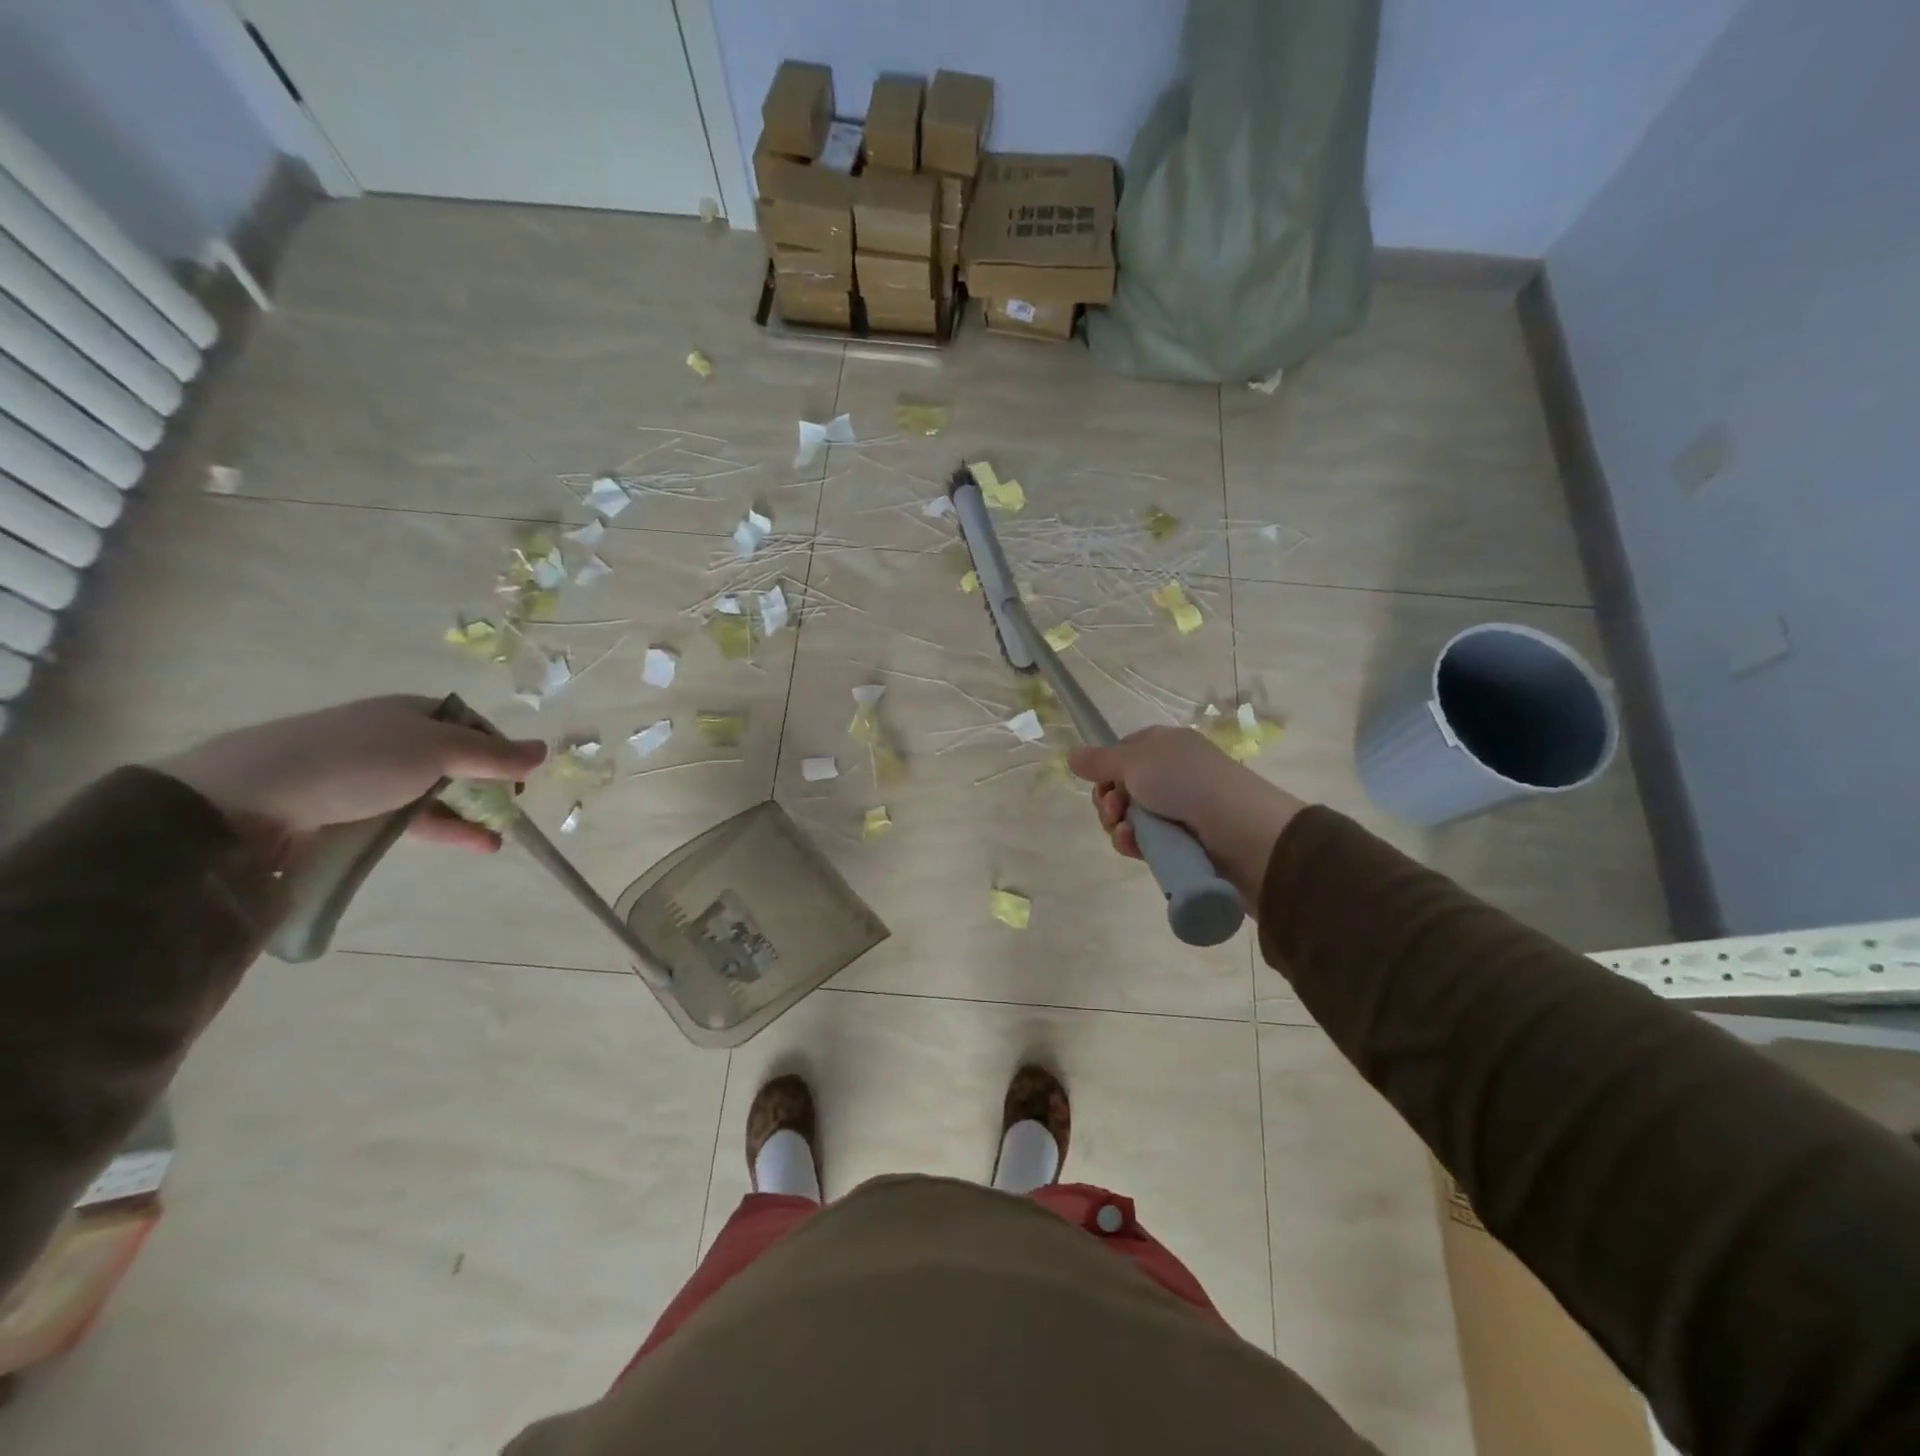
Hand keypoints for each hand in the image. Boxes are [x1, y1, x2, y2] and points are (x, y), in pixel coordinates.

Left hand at [157, 696, 546, 853]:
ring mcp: (369, 777)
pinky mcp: (351, 813)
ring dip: (470, 812)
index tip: (522, 774)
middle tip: (513, 806)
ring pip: (434, 792)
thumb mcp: (437, 751)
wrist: (247, 799)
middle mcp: (392, 738)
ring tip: (499, 837)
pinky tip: (472, 844)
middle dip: (488, 782)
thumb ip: (494, 755)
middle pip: (454, 759)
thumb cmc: (356, 760)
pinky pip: (411, 819)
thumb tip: (545, 750)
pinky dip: (444, 830)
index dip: (500, 746)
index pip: (470, 724)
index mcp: (410, 712)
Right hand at [1067, 726, 1304, 903]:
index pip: (1123, 753)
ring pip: (1129, 819)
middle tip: (1115, 809)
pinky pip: (1144, 842)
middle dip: (1108, 801)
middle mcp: (1171, 775)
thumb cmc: (1188, 782)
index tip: (1100, 781)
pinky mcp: (1181, 843)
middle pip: (1121, 789)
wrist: (1244, 832)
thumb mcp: (1136, 761)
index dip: (1106, 769)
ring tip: (1127, 831)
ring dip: (1118, 825)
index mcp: (1165, 747)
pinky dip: (1134, 843)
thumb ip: (1100, 760)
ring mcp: (1178, 810)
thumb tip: (1071, 754)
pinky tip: (1134, 846)